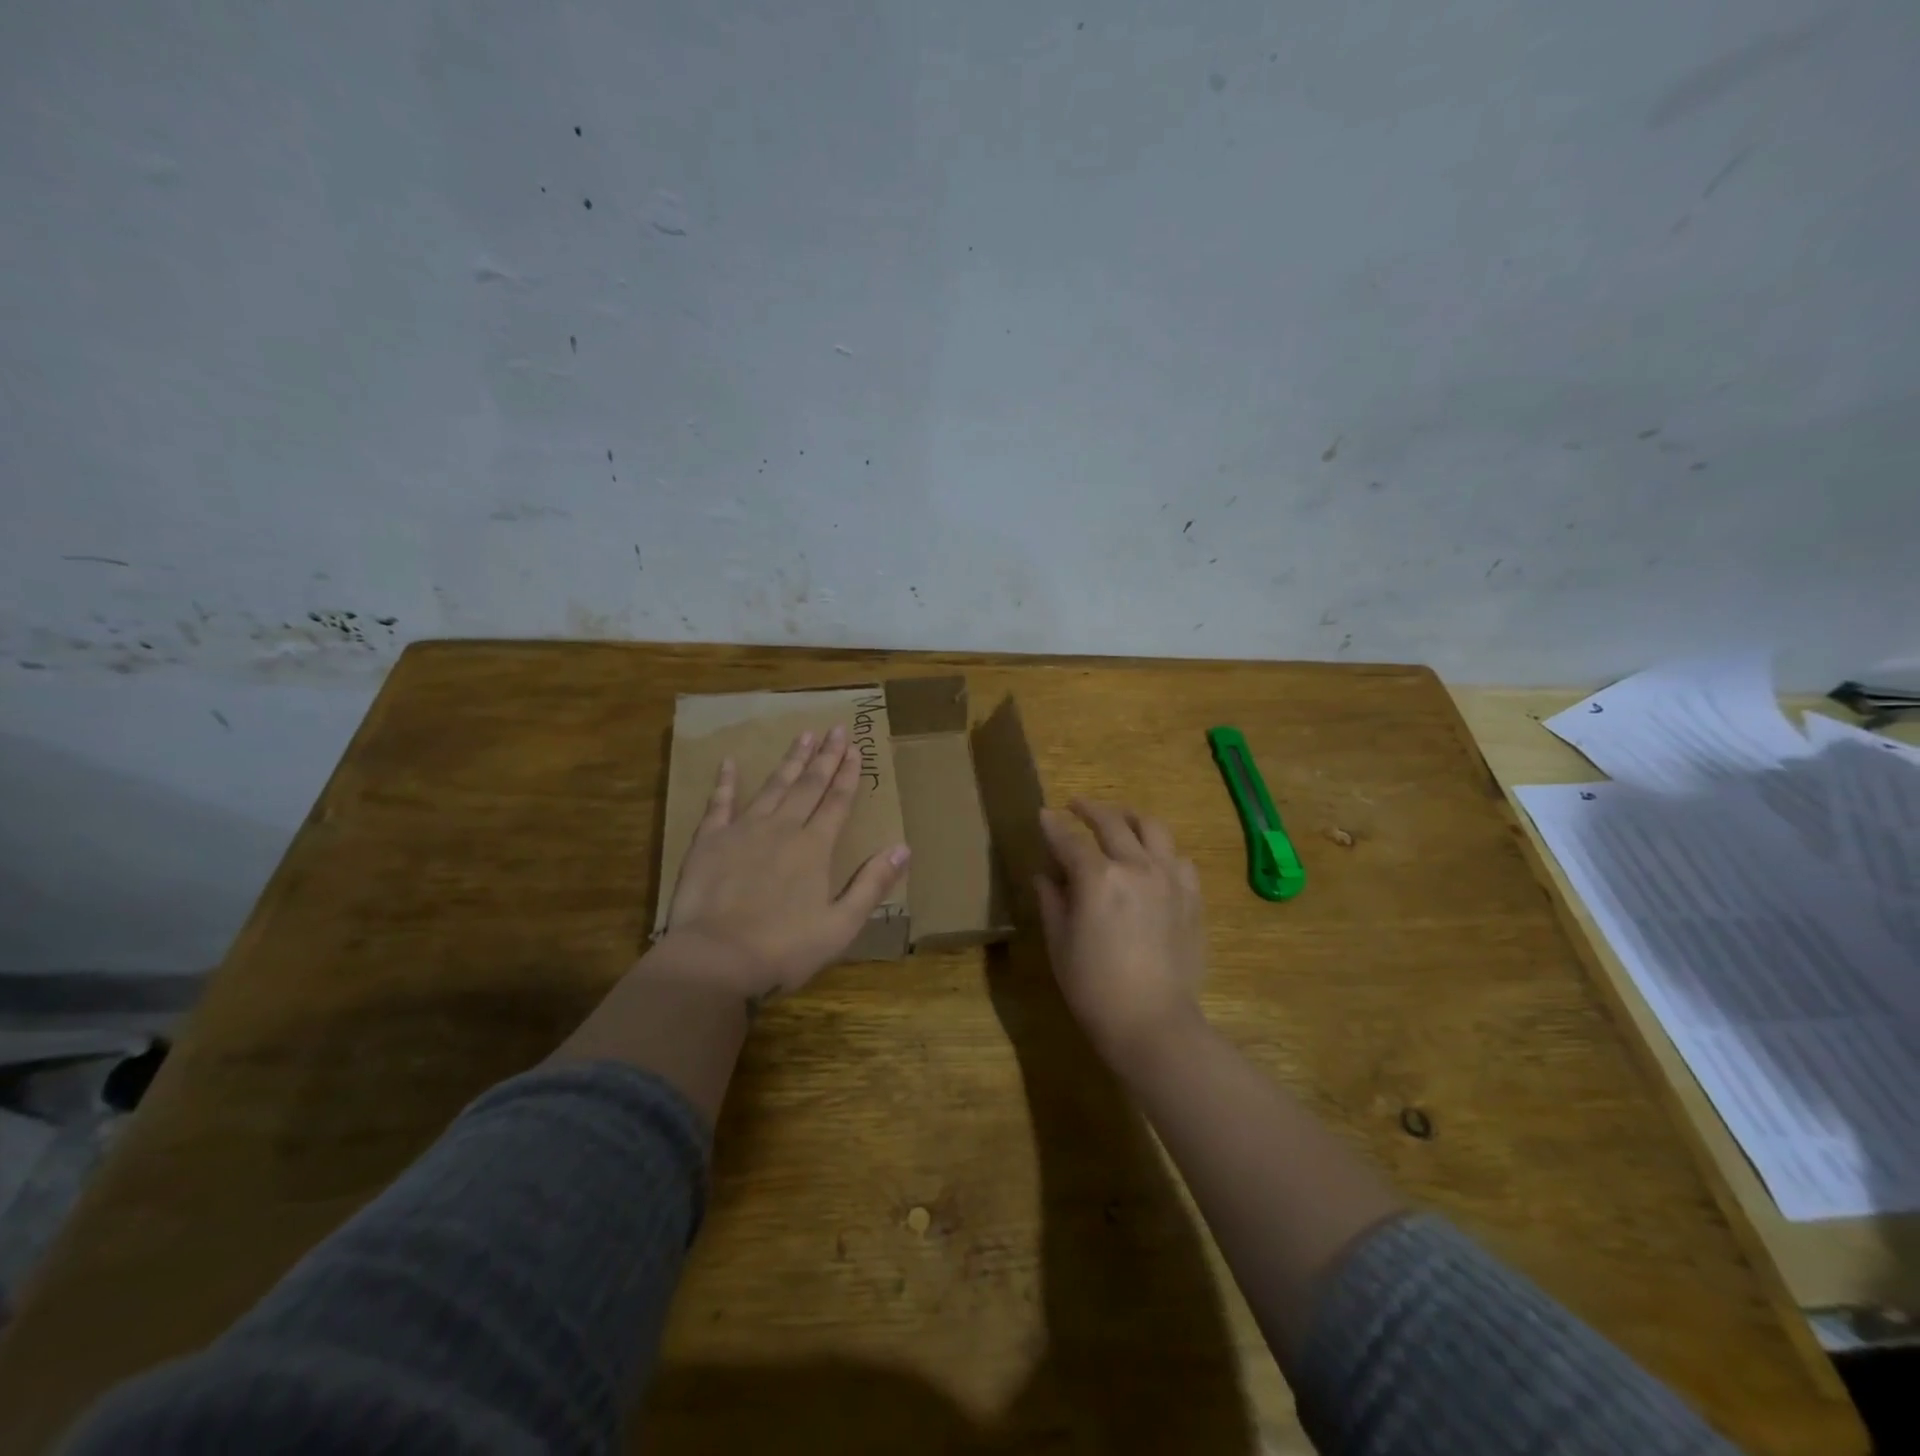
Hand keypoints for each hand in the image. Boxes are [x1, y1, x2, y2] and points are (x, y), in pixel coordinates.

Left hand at [661, 725, 910, 1004]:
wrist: (715, 959)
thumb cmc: (783, 948)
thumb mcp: (840, 925)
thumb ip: (872, 884)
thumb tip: (904, 847)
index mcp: (814, 848)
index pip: (837, 802)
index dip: (848, 774)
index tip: (855, 747)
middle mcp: (782, 828)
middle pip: (808, 786)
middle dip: (825, 756)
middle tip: (835, 728)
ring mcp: (743, 831)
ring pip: (772, 787)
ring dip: (790, 761)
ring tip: (802, 735)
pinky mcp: (709, 841)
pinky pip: (719, 804)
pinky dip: (725, 783)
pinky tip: (729, 763)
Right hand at [1035, 800, 1207, 1071]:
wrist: (1153, 1023)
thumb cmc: (1094, 988)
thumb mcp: (1060, 943)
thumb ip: (1052, 901)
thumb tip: (1046, 875)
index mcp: (1097, 878)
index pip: (1068, 840)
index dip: (1052, 826)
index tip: (1043, 814)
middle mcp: (1135, 866)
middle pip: (1111, 822)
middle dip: (1089, 809)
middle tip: (1076, 806)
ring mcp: (1169, 878)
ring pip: (1152, 828)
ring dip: (1130, 819)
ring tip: (1119, 821)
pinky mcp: (1191, 896)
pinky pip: (1179, 858)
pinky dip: (1162, 850)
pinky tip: (1153, 860)